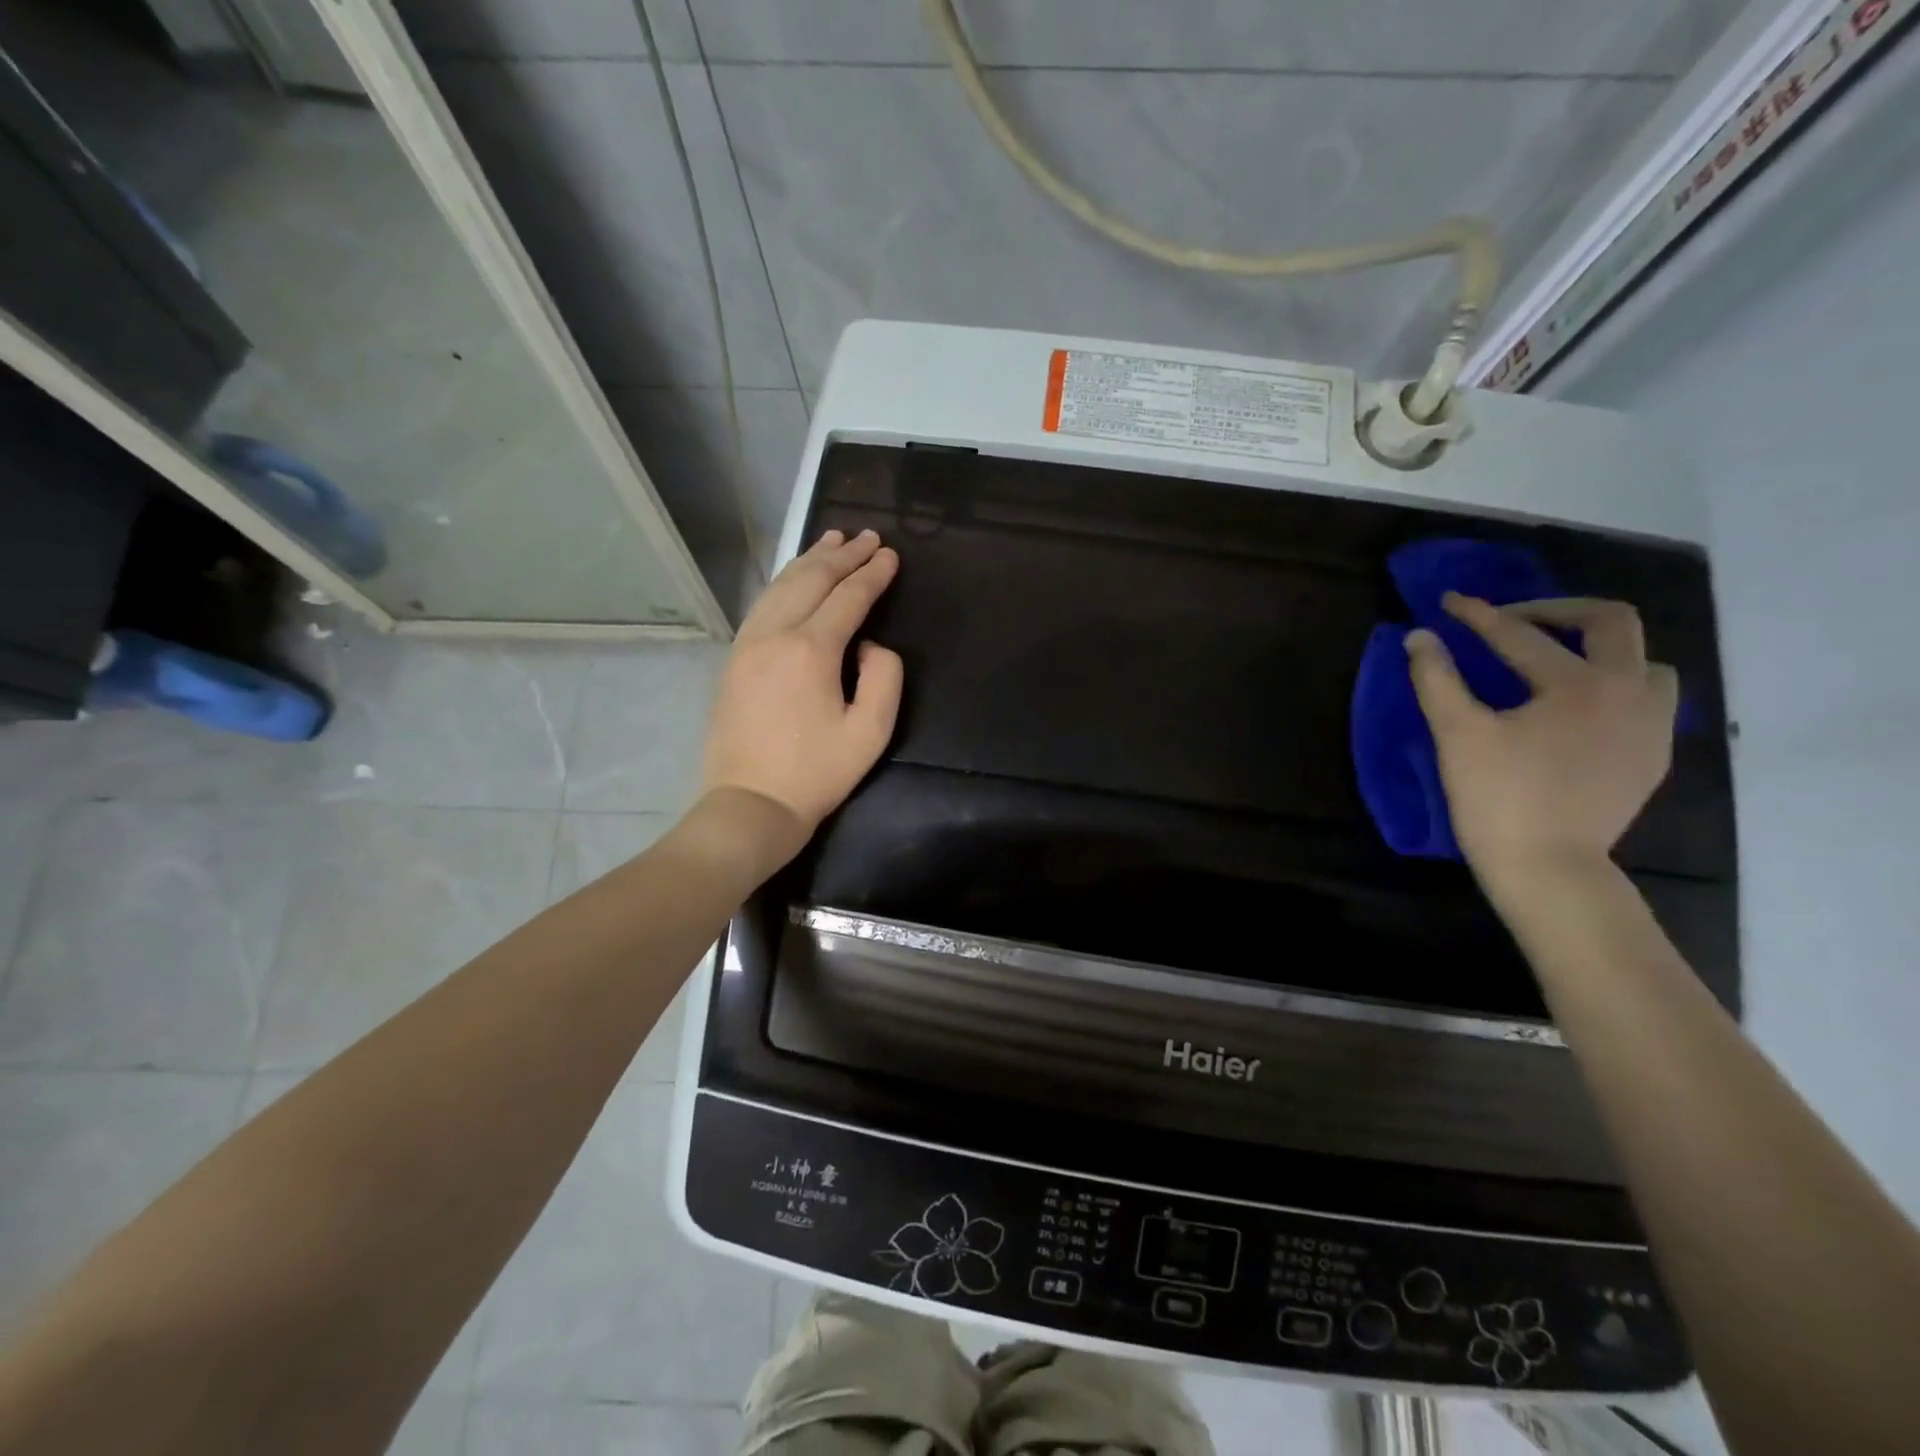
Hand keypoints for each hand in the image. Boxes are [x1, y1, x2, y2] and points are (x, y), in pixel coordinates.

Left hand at [701, 528, 903, 844]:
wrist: (751, 803)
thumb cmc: (817, 773)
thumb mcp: (870, 732)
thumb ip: (884, 677)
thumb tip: (869, 644)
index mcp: (811, 649)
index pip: (848, 597)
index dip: (873, 574)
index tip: (891, 555)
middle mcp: (775, 634)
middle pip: (812, 580)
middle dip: (843, 555)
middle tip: (868, 536)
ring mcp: (748, 643)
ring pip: (781, 586)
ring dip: (810, 559)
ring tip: (833, 539)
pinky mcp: (734, 657)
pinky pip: (762, 604)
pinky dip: (784, 581)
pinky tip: (795, 575)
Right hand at [1405, 594, 1678, 890]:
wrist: (1548, 868)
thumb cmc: (1497, 798)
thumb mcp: (1457, 734)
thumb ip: (1436, 679)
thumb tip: (1420, 637)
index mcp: (1579, 685)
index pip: (1520, 636)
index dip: (1478, 616)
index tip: (1449, 602)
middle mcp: (1629, 693)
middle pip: (1611, 623)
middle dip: (1557, 611)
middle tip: (1512, 621)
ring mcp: (1650, 726)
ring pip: (1644, 660)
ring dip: (1600, 648)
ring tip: (1557, 661)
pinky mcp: (1652, 755)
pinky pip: (1648, 699)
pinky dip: (1615, 685)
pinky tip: (1578, 705)